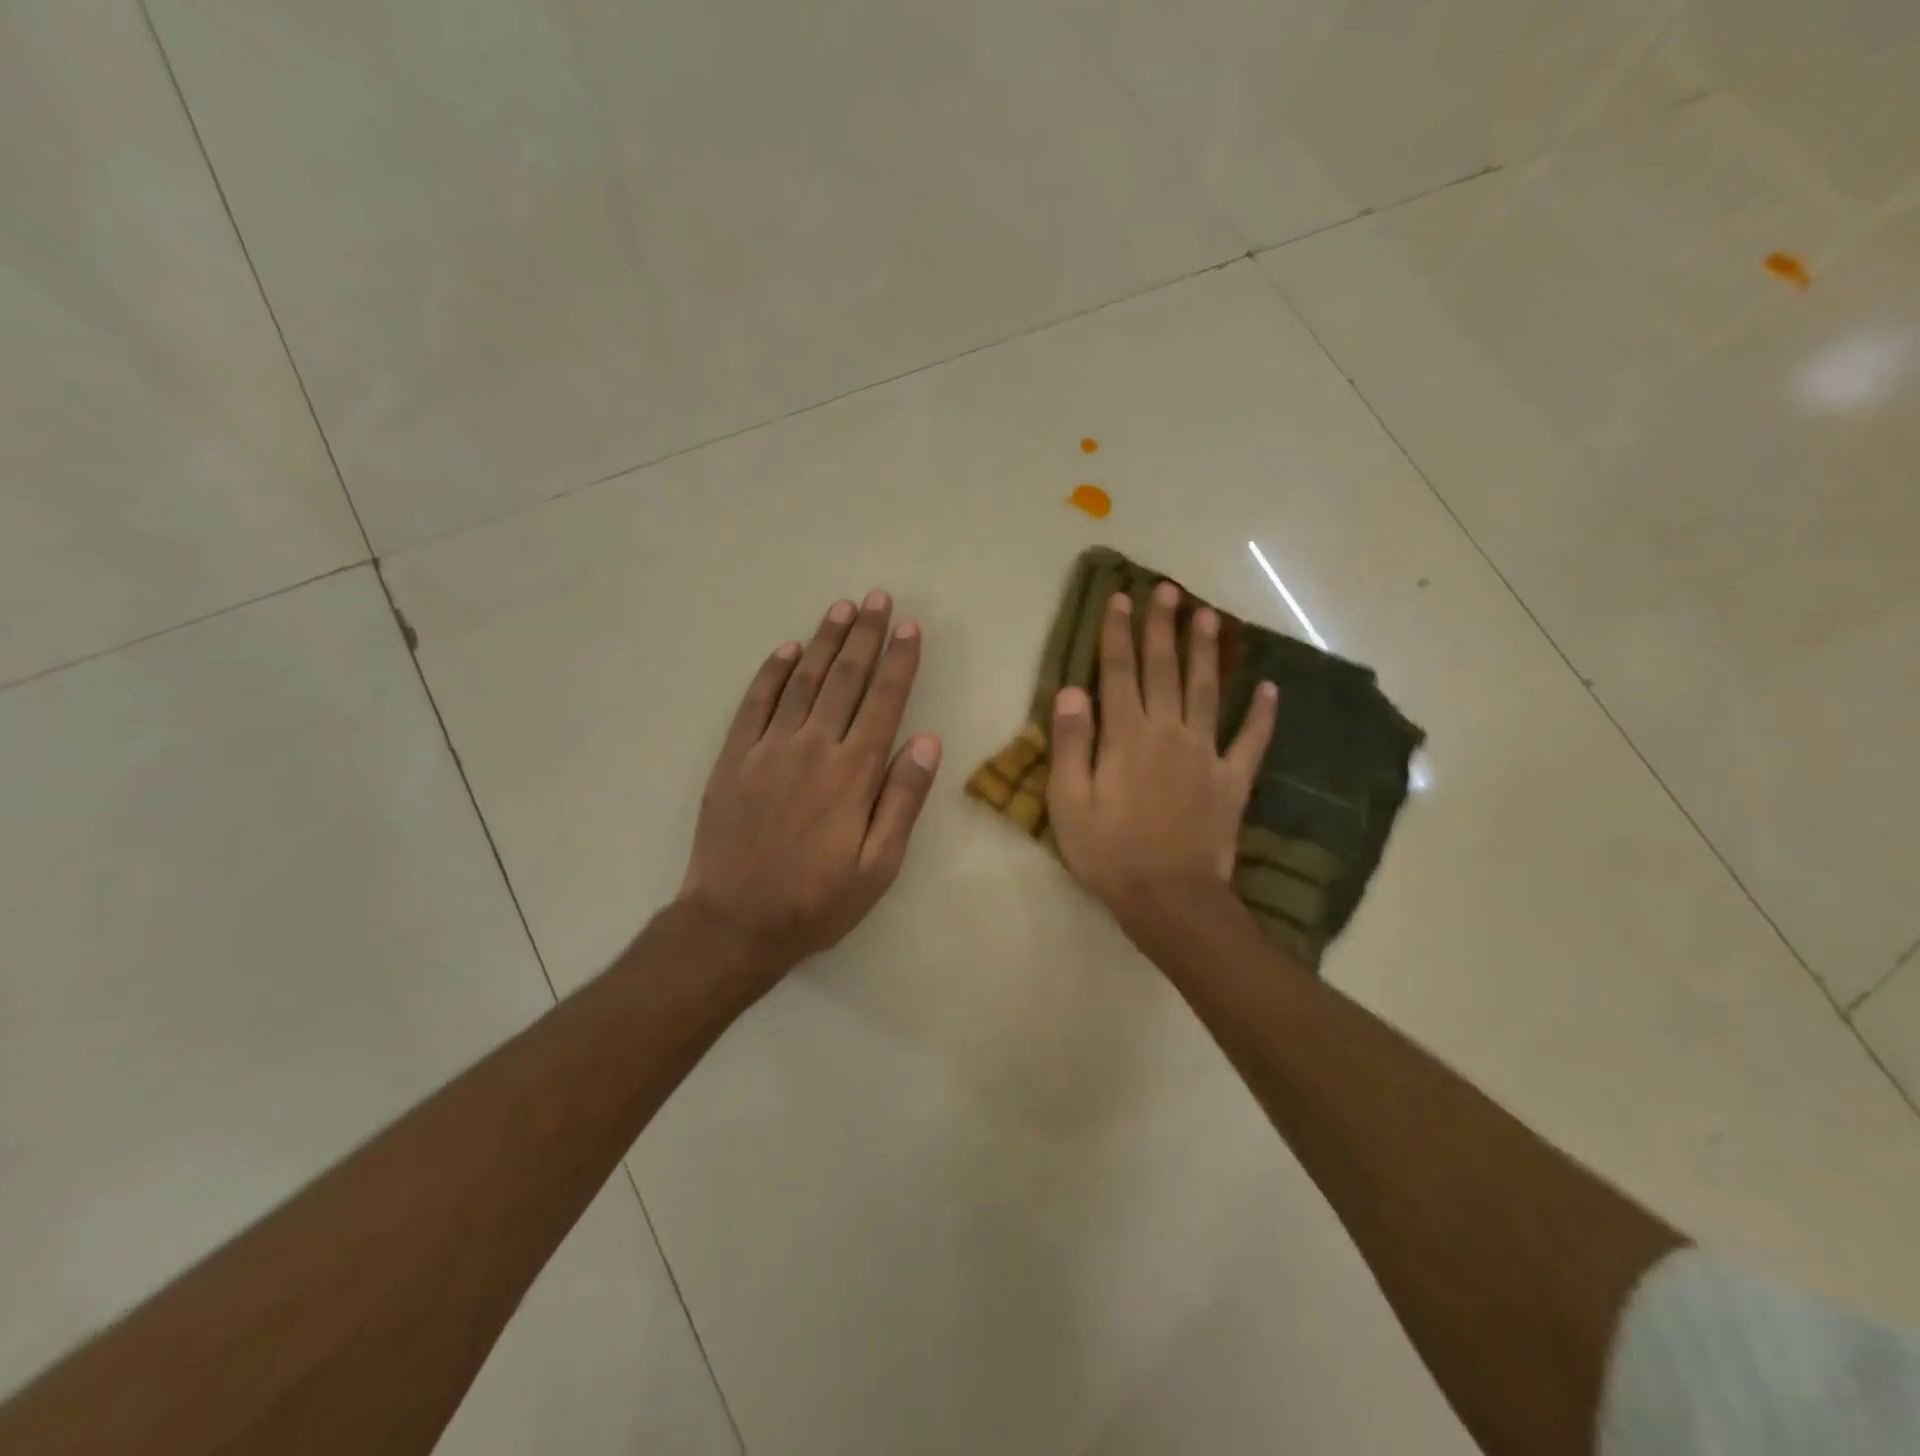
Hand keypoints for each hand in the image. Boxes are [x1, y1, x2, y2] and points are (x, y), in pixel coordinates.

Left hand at [678, 591, 941, 982]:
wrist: (733, 923)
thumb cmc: (816, 901)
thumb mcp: (878, 867)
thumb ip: (902, 801)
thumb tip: (928, 742)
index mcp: (853, 773)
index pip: (883, 702)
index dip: (898, 662)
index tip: (909, 627)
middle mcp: (813, 748)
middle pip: (845, 679)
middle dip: (864, 636)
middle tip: (877, 598)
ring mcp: (769, 749)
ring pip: (803, 681)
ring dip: (824, 642)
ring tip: (841, 608)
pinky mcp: (734, 758)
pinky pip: (755, 704)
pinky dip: (772, 673)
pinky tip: (786, 650)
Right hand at [1047, 583, 1275, 944]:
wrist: (1170, 899)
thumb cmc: (1110, 852)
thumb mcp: (1069, 802)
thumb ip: (1072, 743)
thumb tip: (1074, 690)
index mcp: (1126, 736)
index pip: (1119, 672)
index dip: (1119, 634)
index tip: (1121, 599)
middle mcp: (1168, 732)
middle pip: (1165, 669)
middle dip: (1164, 627)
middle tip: (1168, 590)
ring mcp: (1206, 754)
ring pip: (1207, 690)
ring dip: (1207, 652)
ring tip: (1210, 616)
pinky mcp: (1233, 780)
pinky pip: (1251, 740)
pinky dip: (1262, 714)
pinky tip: (1270, 688)